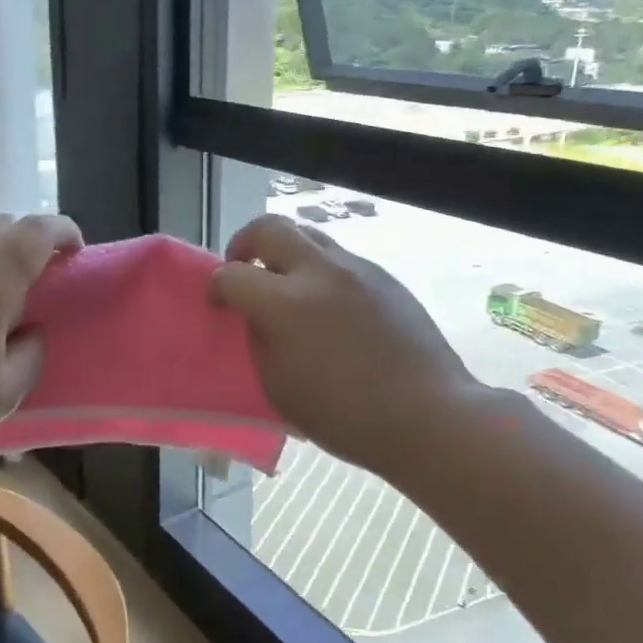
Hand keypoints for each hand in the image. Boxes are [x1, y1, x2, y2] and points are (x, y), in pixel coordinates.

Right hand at [211, 215, 486, 482]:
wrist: (427, 415)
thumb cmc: (344, 415)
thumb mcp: (278, 386)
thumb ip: (260, 339)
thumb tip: (258, 316)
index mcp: (287, 304)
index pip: (232, 274)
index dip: (216, 287)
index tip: (219, 304)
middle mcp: (321, 272)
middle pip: (269, 227)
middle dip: (245, 243)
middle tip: (245, 270)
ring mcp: (357, 269)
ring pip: (308, 235)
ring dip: (286, 253)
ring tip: (286, 286)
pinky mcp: (384, 277)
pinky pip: (339, 259)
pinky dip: (319, 271)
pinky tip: (328, 307)